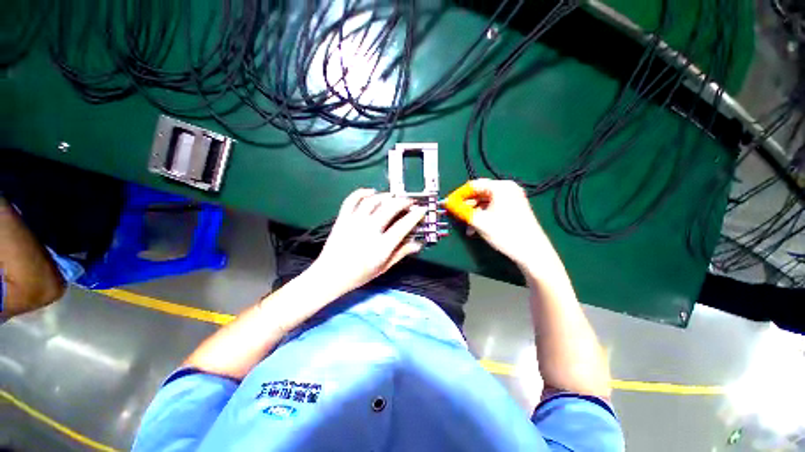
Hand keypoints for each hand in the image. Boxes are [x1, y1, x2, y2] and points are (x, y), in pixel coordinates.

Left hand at [310, 188, 425, 294]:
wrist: (330, 275)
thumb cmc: (359, 274)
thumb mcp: (383, 267)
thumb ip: (401, 253)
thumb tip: (417, 244)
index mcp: (381, 246)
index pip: (403, 226)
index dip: (415, 216)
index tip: (421, 210)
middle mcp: (369, 230)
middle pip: (390, 208)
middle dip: (404, 201)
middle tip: (410, 202)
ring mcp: (354, 222)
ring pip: (373, 200)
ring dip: (386, 196)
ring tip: (393, 197)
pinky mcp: (343, 218)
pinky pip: (352, 199)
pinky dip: (362, 192)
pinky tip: (371, 192)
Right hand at [449, 179, 553, 268]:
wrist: (532, 252)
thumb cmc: (505, 233)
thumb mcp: (479, 221)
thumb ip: (461, 210)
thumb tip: (447, 203)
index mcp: (501, 187)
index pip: (473, 185)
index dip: (458, 195)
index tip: (448, 204)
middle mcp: (508, 189)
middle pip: (479, 194)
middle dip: (466, 206)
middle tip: (456, 216)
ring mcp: (512, 199)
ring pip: (485, 203)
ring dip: (473, 214)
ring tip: (467, 227)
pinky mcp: (513, 209)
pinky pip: (492, 208)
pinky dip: (483, 216)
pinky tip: (476, 228)